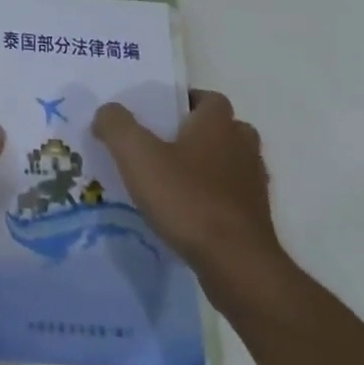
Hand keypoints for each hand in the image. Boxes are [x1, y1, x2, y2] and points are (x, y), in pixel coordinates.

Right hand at [92, 90, 284, 274]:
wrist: (237, 265)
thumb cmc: (187, 199)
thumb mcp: (137, 155)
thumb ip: (117, 125)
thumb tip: (106, 112)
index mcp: (218, 124)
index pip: (209, 98)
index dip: (186, 102)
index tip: (161, 114)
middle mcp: (242, 147)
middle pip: (225, 129)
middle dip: (200, 134)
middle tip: (167, 145)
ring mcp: (254, 185)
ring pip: (232, 164)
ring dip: (210, 168)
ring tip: (175, 181)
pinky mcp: (256, 220)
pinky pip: (233, 198)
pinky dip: (215, 199)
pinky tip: (189, 214)